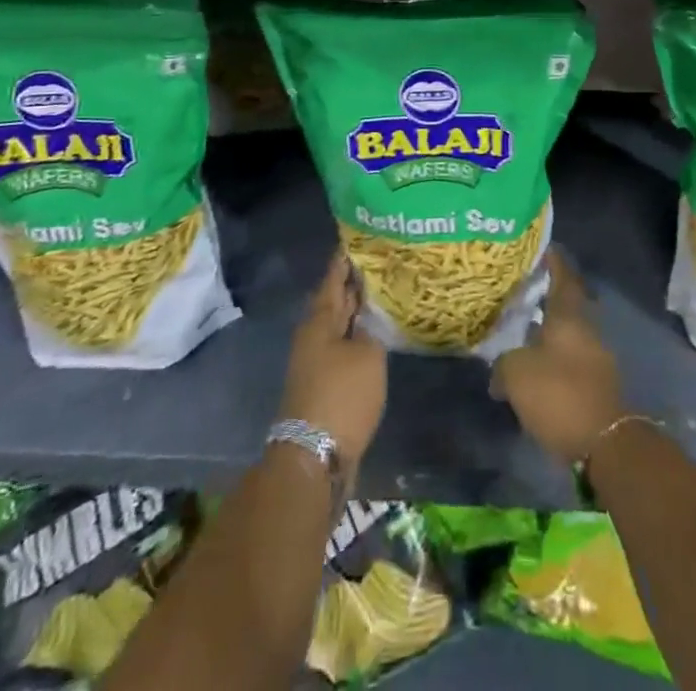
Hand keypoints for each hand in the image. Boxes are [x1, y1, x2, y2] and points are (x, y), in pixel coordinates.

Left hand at [280, 252, 386, 468]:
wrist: (314, 456)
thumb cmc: (342, 395)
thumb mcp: (368, 355)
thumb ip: (372, 330)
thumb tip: (368, 318)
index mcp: (319, 321)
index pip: (333, 279)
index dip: (345, 260)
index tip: (355, 239)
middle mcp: (313, 337)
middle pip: (334, 302)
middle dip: (352, 284)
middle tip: (377, 263)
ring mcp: (316, 362)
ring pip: (339, 326)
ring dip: (356, 312)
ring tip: (382, 295)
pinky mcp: (323, 385)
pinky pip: (342, 349)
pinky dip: (357, 338)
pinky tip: (375, 336)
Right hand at [492, 248, 624, 464]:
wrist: (605, 443)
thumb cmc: (559, 395)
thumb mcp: (516, 374)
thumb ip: (503, 364)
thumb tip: (499, 372)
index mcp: (569, 316)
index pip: (562, 276)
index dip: (552, 260)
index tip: (541, 247)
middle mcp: (586, 329)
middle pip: (566, 304)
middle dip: (546, 296)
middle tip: (520, 291)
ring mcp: (596, 357)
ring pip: (568, 333)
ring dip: (548, 330)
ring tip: (521, 331)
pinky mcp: (597, 384)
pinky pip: (571, 359)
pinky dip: (554, 357)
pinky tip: (535, 367)